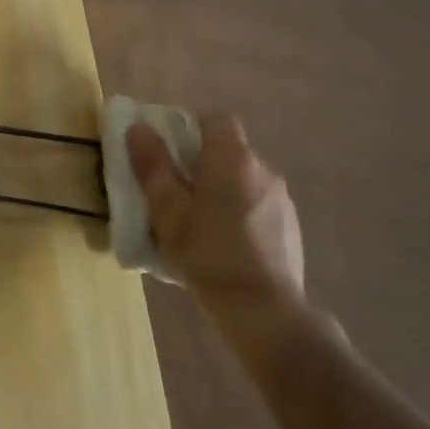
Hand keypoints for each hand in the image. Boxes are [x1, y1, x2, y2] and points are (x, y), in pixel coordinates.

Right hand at [126, 112, 305, 321]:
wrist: (264, 309)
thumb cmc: (208, 253)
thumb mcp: (168, 210)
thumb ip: (153, 166)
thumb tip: (139, 128)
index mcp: (232, 158)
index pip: (216, 119)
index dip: (191, 129)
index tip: (172, 155)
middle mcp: (262, 169)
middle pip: (229, 150)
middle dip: (202, 164)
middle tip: (177, 194)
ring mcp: (281, 198)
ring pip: (243, 179)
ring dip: (222, 190)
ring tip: (200, 225)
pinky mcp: (290, 226)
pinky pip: (257, 204)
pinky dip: (240, 213)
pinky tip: (225, 246)